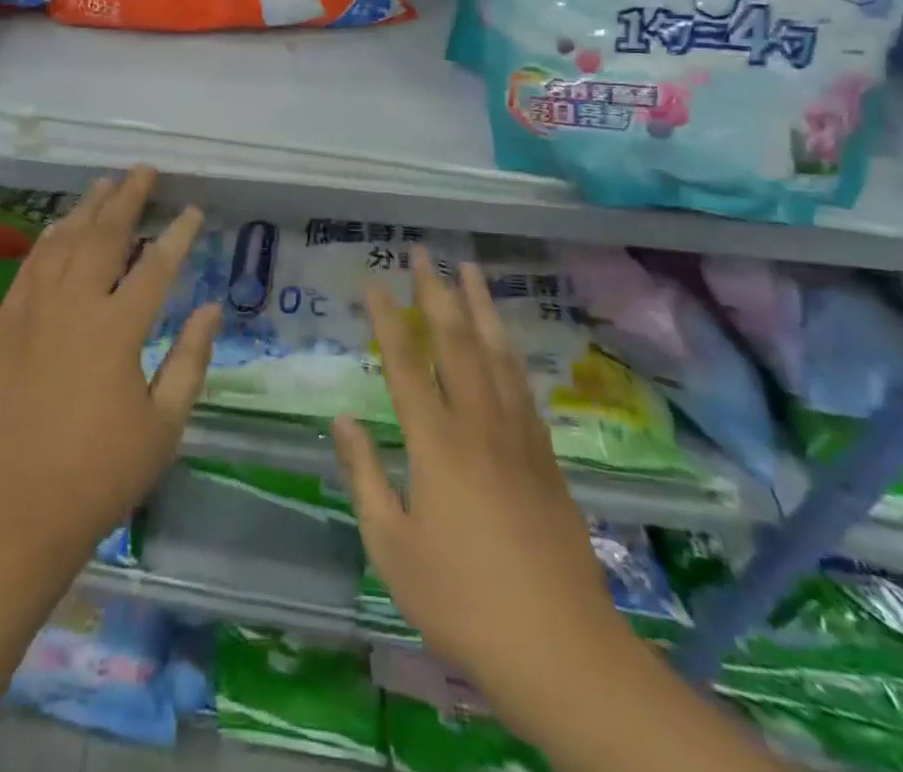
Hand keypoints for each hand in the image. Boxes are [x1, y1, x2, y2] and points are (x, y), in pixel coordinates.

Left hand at [0, 166, 220, 566]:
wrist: (15, 513)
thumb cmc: (101, 476)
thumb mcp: (164, 425)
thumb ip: (190, 359)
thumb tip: (213, 307)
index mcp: (116, 331)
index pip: (155, 266)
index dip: (178, 235)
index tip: (194, 210)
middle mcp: (73, 308)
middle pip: (103, 236)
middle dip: (127, 199)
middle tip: (145, 171)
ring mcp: (34, 313)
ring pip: (62, 242)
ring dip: (86, 209)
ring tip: (106, 184)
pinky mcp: (7, 327)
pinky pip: (30, 267)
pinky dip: (48, 240)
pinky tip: (58, 227)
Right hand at [332, 251, 621, 685]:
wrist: (561, 650)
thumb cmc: (462, 600)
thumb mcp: (392, 546)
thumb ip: (364, 475)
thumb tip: (341, 418)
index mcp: (436, 443)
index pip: (406, 364)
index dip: (387, 318)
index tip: (374, 281)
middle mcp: (478, 425)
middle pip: (456, 342)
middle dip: (436, 292)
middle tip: (424, 252)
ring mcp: (518, 437)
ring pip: (496, 354)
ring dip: (480, 307)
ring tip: (471, 270)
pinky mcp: (545, 457)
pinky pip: (522, 386)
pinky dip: (509, 351)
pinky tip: (504, 340)